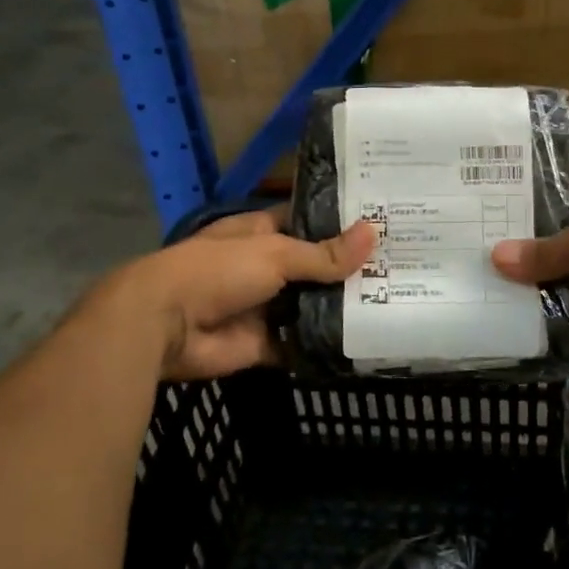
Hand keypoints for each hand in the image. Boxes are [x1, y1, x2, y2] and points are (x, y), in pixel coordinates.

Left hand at [123, 207, 373, 379]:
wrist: (166, 325)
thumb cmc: (218, 270)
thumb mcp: (275, 254)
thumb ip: (324, 253)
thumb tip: (374, 234)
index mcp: (262, 233)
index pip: (309, 223)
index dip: (341, 224)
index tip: (383, 225)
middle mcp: (266, 267)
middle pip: (314, 267)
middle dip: (349, 269)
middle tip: (402, 267)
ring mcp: (265, 307)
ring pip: (311, 305)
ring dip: (341, 307)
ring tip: (395, 301)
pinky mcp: (265, 344)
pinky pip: (301, 343)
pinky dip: (324, 344)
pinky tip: (364, 341)